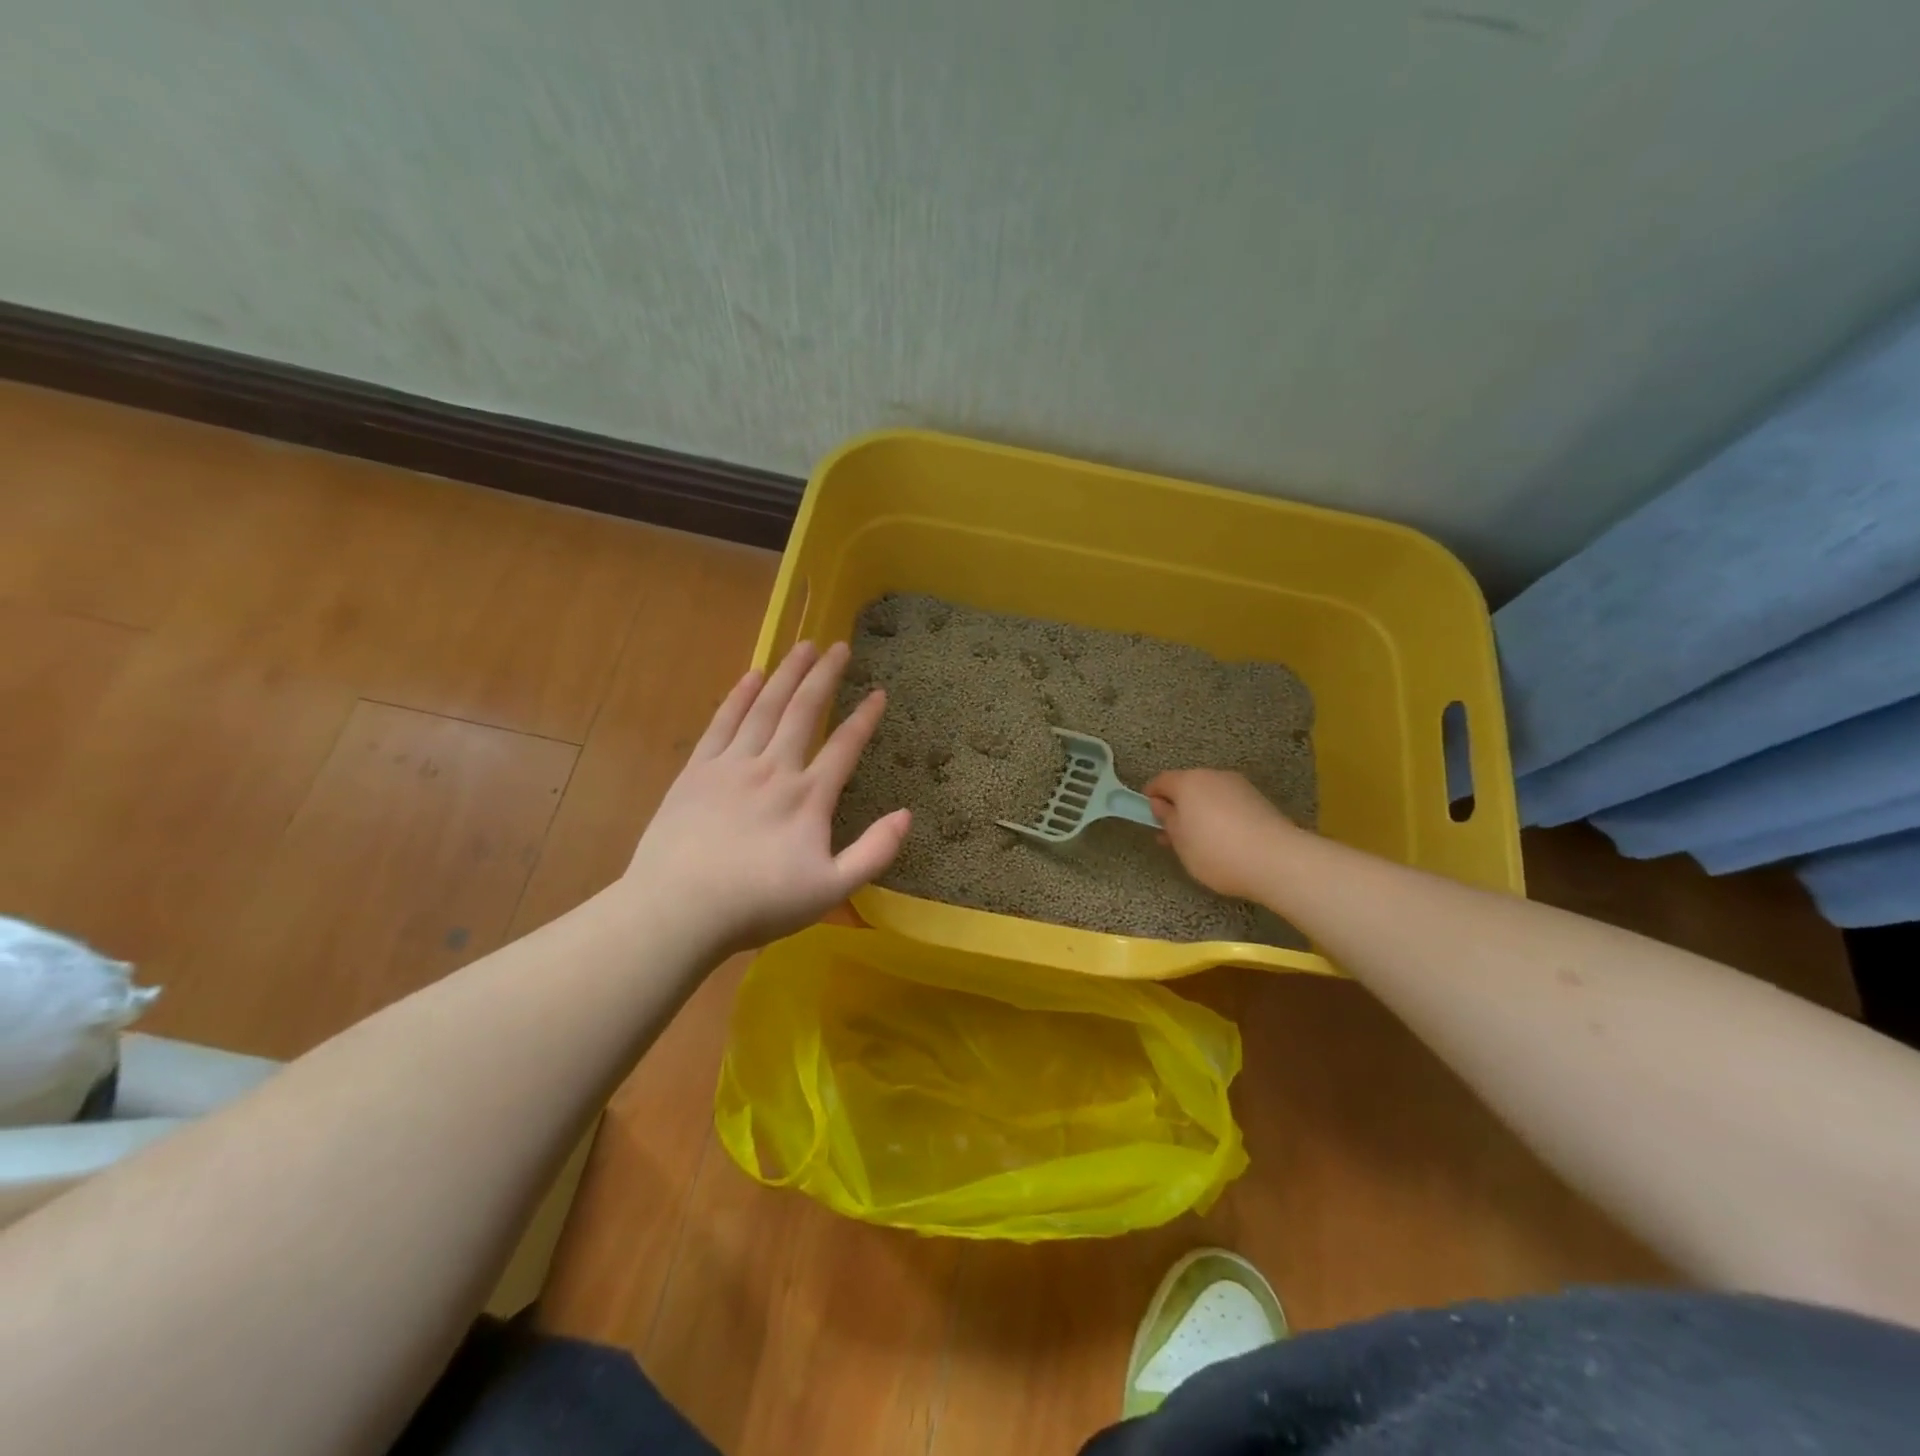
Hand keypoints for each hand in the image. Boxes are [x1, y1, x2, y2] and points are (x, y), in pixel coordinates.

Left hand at [621, 640, 909, 955]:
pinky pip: (722, 722)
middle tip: (839, 647)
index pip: (845, 746)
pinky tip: (752, 676)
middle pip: (804, 711)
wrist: (679, 910)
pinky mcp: (697, 771)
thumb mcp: (831, 890)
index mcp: (808, 797)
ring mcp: (732, 765)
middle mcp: (774, 769)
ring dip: (786, 674)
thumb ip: (873, 852)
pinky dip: (739, 696)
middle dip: (824, 676)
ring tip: (803, 646)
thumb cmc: (758, 904)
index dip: (865, 717)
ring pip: (765, 707)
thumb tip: (906, 815)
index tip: (879, 692)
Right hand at [1144, 769, 1298, 902]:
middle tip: (1173, 833)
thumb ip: (1167, 820)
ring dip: (1201, 811)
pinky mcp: (1259, 800)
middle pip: (1188, 786)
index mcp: (1188, 782)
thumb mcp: (1180, 841)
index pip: (1161, 781)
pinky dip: (1221, 816)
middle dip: (1178, 805)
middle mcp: (1213, 776)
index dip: (1151, 796)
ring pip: (1210, 794)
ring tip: (1200, 840)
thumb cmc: (1215, 851)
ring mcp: (1239, 786)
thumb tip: (1161, 805)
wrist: (1276, 860)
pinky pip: (1230, 803)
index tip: (1149, 816)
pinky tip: (1225, 840)